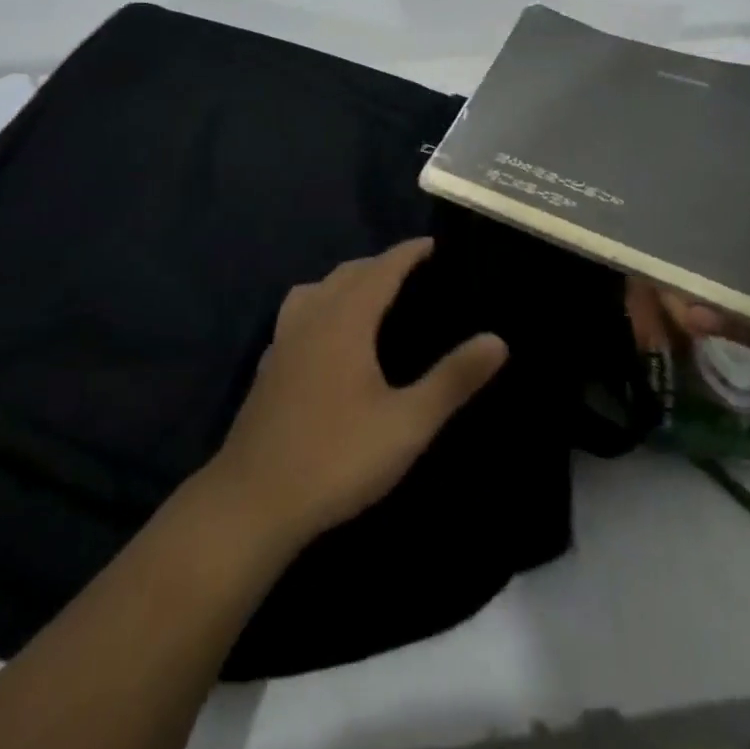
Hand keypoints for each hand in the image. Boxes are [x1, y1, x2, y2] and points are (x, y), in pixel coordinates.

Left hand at [208, 239, 508, 545]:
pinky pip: (298, 314)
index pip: (382, 268)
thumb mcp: (407, 423)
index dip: (409, 252)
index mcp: (345, 320)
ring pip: (317, 290)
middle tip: (414, 272)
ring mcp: (283, 342)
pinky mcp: (269, 368)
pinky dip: (321, 306)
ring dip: (347, 281)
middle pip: (348, 273)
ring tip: (371, 296)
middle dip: (381, 264)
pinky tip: (328, 338)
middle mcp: (311, 318)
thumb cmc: (336, 458)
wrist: (251, 504)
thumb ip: (453, 379)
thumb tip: (498, 339)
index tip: (434, 244)